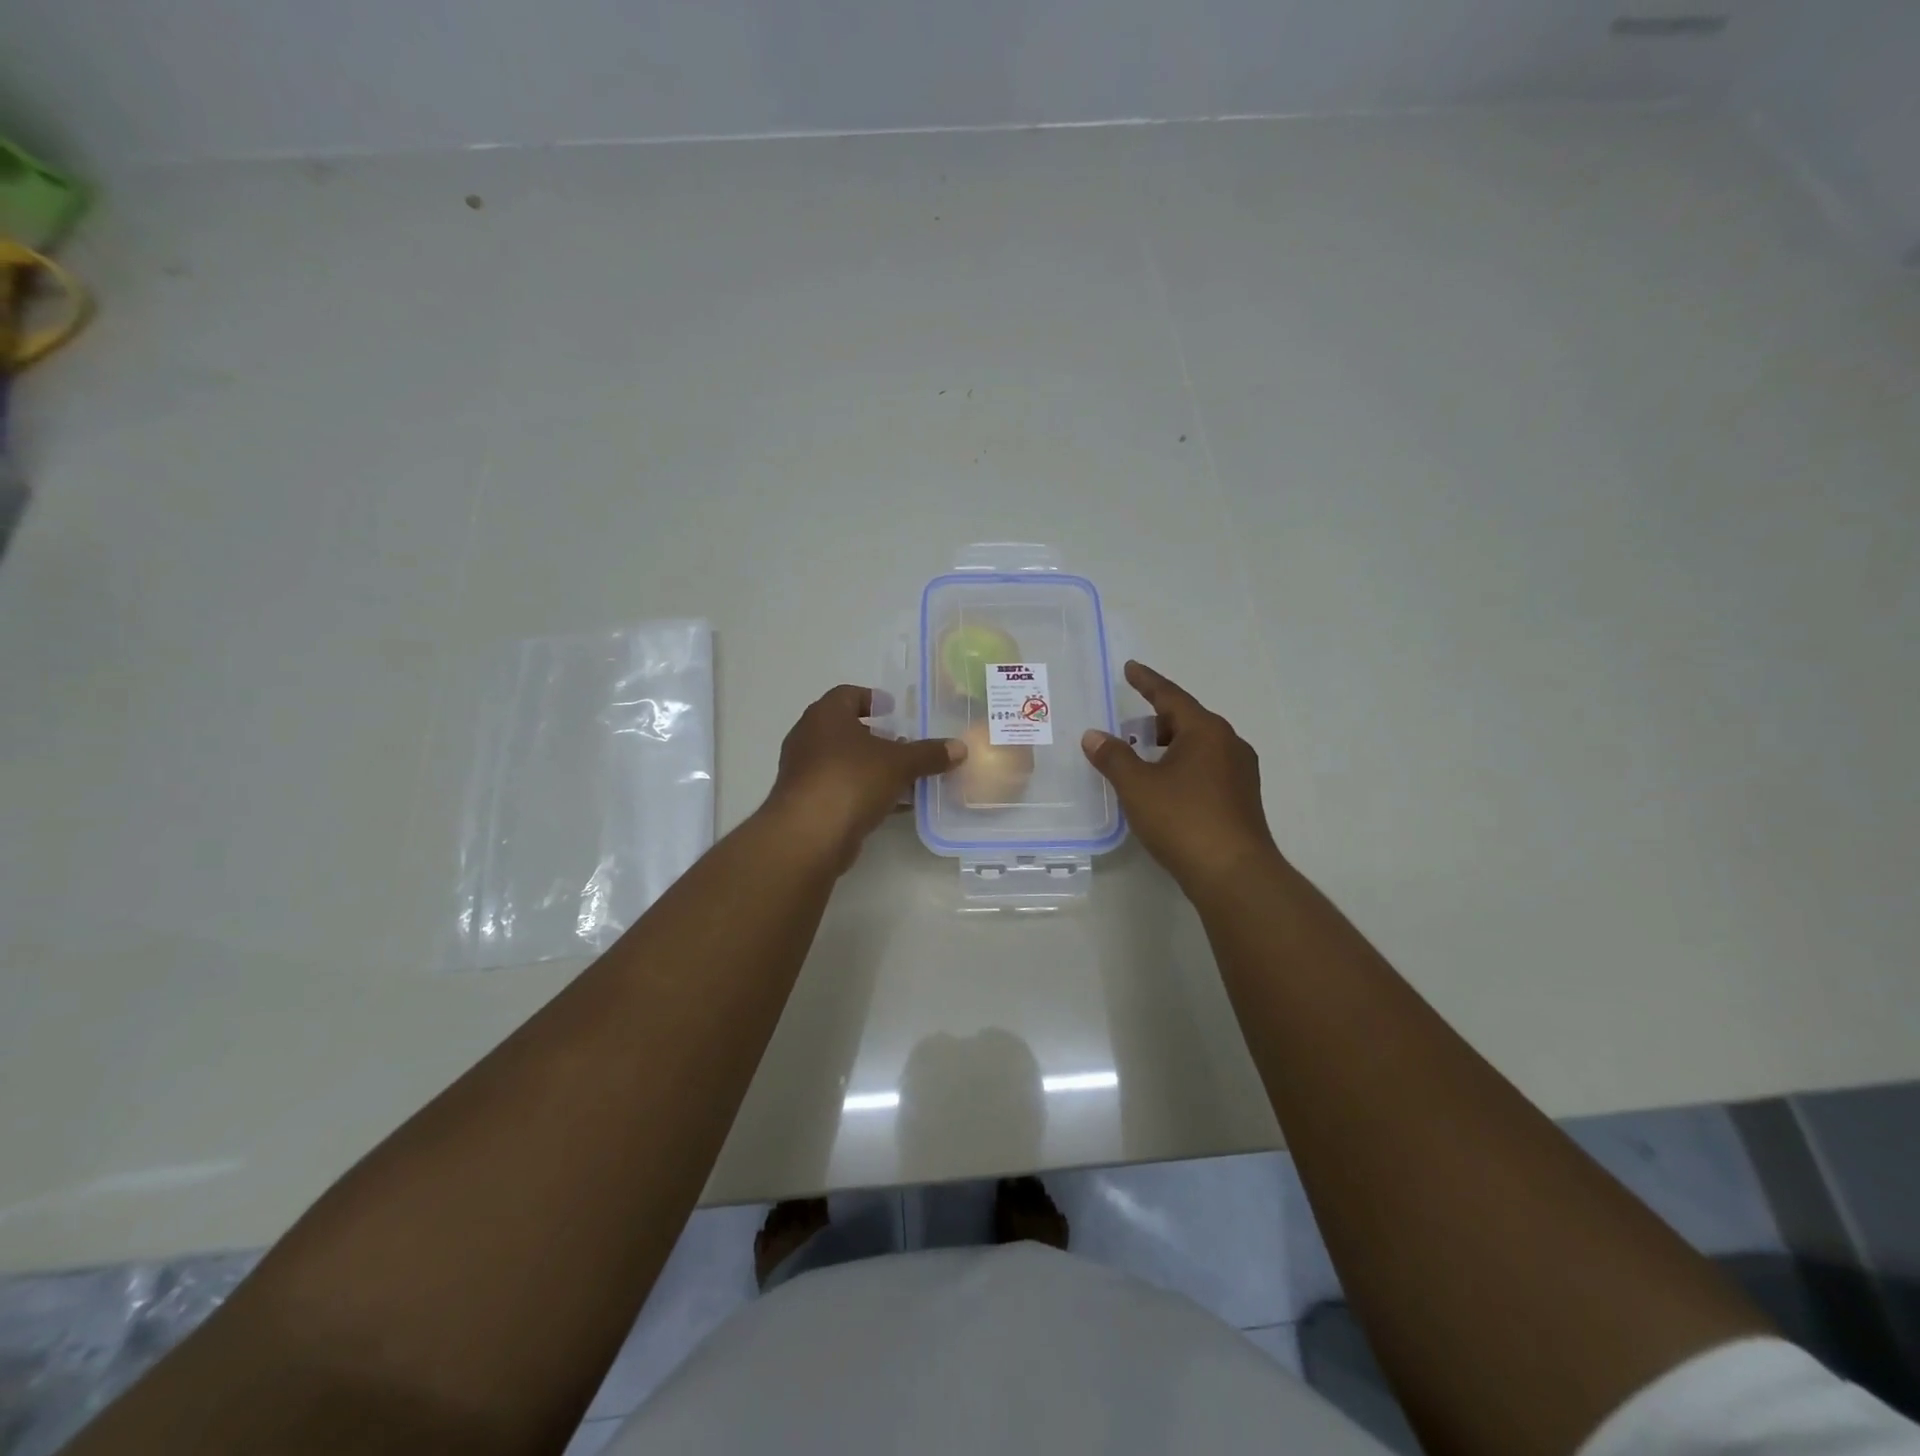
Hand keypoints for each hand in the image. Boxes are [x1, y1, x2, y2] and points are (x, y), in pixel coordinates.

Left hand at [763, 684, 964, 870]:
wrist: (809, 835)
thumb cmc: (851, 780)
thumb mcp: (899, 764)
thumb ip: (929, 754)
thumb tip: (960, 747)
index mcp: (825, 715)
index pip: (847, 694)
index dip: (872, 698)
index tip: (894, 710)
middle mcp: (808, 737)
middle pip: (846, 729)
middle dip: (876, 736)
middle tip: (904, 743)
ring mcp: (803, 772)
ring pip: (844, 761)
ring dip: (871, 767)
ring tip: (904, 776)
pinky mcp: (806, 803)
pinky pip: (841, 788)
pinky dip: (864, 791)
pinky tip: (892, 804)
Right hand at [1082, 661, 1279, 889]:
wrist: (1233, 873)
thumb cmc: (1183, 820)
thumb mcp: (1137, 786)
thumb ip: (1113, 757)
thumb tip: (1093, 735)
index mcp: (1206, 731)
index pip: (1170, 696)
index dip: (1146, 681)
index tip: (1130, 668)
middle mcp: (1229, 744)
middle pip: (1187, 720)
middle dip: (1157, 720)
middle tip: (1130, 727)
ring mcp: (1240, 773)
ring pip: (1199, 746)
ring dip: (1170, 746)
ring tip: (1144, 759)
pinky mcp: (1242, 799)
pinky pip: (1207, 768)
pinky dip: (1183, 767)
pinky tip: (1167, 788)